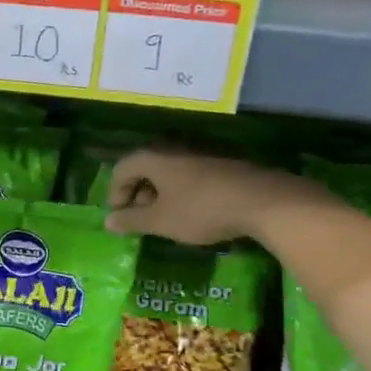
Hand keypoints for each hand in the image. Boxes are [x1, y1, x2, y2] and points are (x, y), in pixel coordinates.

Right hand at [104, 148, 298, 245]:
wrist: (263, 201)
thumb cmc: (201, 210)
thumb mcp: (161, 221)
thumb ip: (132, 221)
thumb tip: (108, 222)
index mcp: (154, 158)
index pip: (122, 168)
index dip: (115, 193)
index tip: (120, 217)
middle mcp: (175, 149)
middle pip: (146, 167)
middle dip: (138, 194)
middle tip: (142, 219)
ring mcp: (202, 154)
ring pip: (170, 171)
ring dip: (162, 194)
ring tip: (168, 218)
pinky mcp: (223, 164)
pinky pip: (191, 175)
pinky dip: (183, 191)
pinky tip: (194, 212)